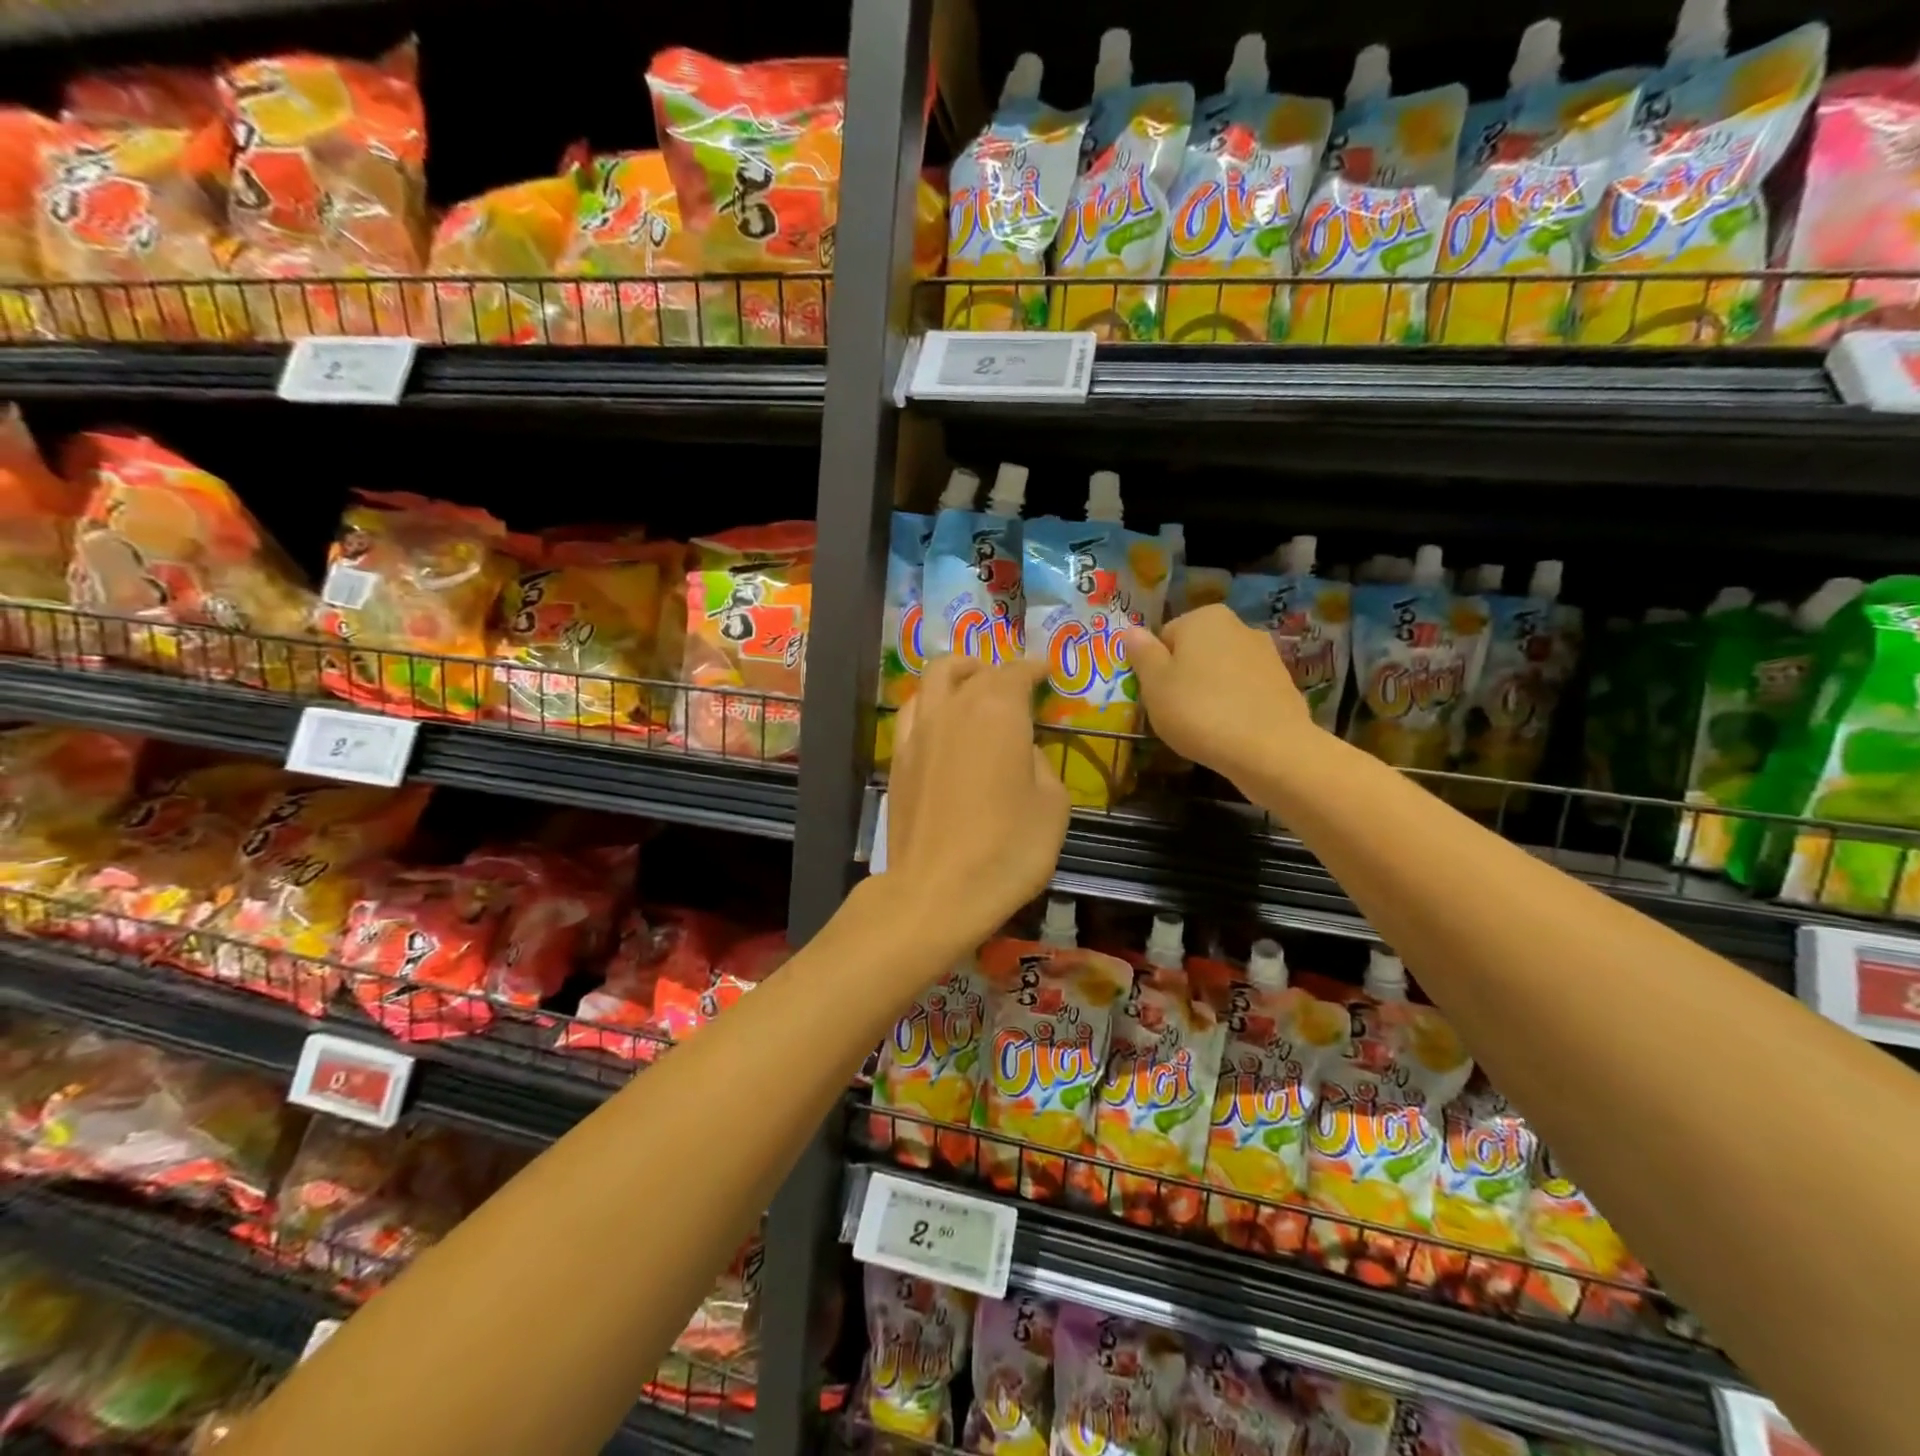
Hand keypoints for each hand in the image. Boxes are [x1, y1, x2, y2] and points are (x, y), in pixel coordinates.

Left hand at [885, 655, 1068, 951]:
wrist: (937, 891)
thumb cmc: (1008, 848)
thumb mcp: (1052, 804)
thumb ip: (1040, 762)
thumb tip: (1020, 749)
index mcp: (997, 711)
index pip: (1015, 672)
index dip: (1033, 668)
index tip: (1046, 670)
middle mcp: (953, 709)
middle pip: (972, 670)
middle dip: (996, 668)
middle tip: (1013, 681)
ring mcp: (918, 732)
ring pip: (933, 680)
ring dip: (957, 674)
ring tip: (971, 686)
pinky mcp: (897, 759)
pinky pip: (912, 713)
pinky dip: (929, 703)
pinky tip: (939, 722)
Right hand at [1124, 605, 1310, 785]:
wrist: (1269, 749)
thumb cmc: (1199, 711)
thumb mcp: (1155, 684)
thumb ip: (1142, 653)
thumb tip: (1131, 630)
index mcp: (1203, 618)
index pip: (1164, 637)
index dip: (1155, 668)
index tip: (1156, 696)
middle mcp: (1238, 625)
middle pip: (1195, 652)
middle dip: (1184, 676)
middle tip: (1176, 711)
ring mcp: (1266, 654)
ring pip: (1221, 671)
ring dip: (1210, 691)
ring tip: (1203, 725)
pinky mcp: (1283, 683)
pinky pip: (1244, 690)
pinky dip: (1234, 705)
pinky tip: (1229, 730)